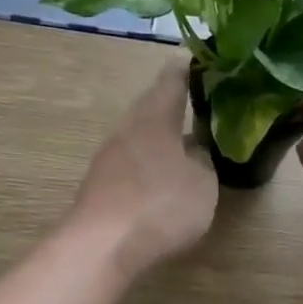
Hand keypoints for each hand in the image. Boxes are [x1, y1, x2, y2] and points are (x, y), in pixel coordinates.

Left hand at [68, 60, 217, 277]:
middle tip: (200, 102)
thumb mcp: (202, 184)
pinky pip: (130, 163)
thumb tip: (194, 152)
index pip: (172, 79)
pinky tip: (161, 177)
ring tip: (185, 142)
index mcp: (154, 117)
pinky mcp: (99, 185)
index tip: (202, 58)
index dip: (188, 67)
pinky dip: (148, 163)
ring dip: (160, 136)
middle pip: (151, 107)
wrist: (101, 246)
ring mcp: (108, 157)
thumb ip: (202, 162)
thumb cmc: (159, 205)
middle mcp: (127, 128)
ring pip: (139, 136)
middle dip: (174, 105)